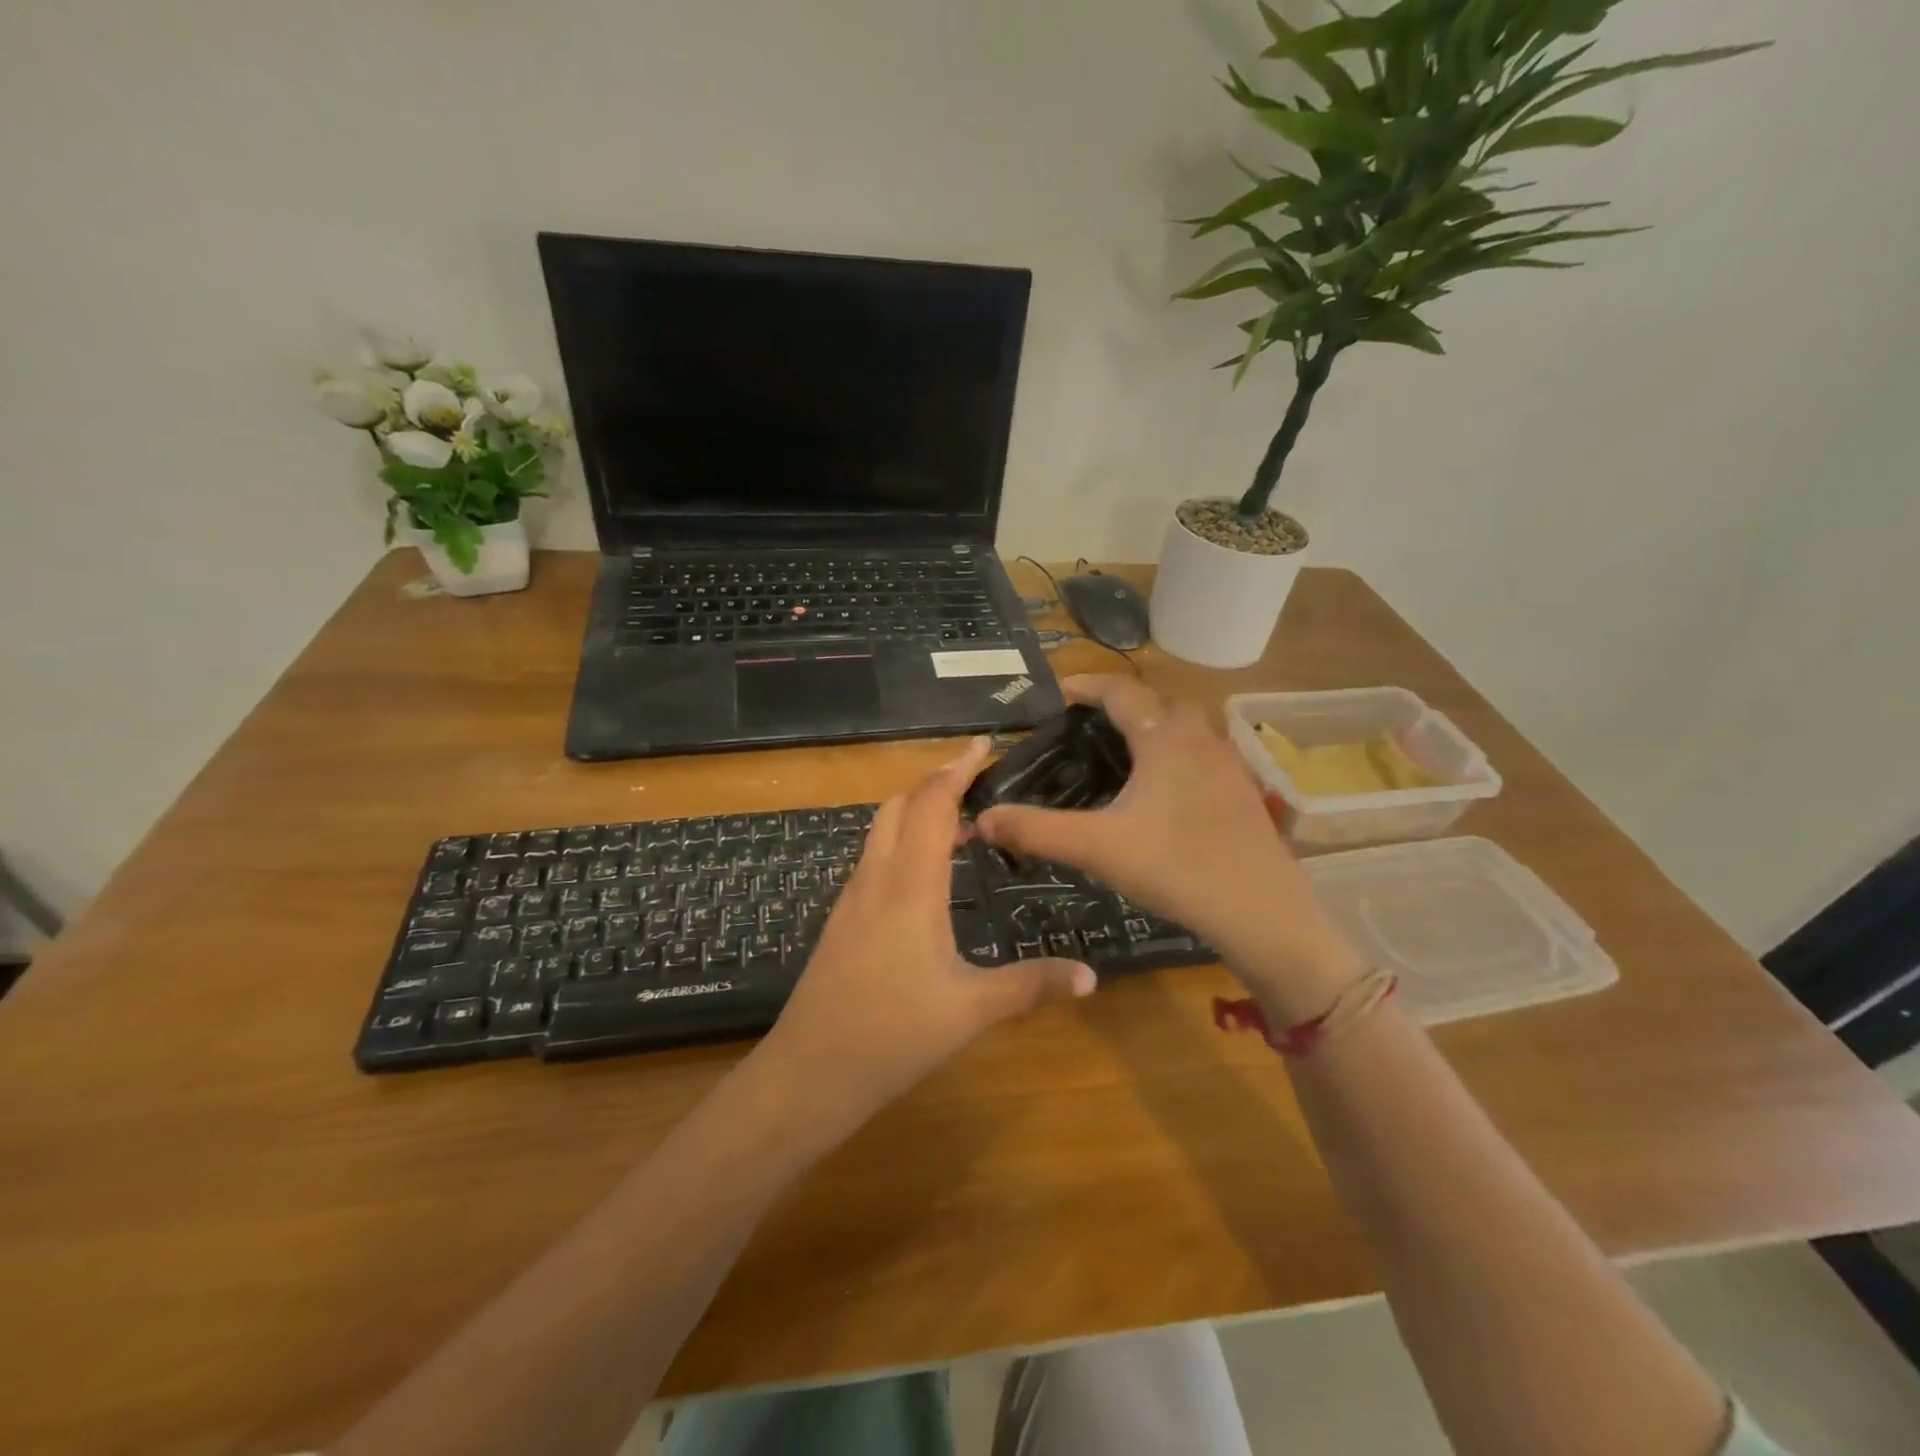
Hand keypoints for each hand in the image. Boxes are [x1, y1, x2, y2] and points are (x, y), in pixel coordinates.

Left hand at [757, 737, 1095, 1126]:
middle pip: (900, 805)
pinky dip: (902, 842)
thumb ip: (1030, 986)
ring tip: (960, 823)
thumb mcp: (970, 1011)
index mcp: (911, 884)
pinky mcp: (842, 919)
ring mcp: (853, 898)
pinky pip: (874, 859)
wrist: (808, 1071)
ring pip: (881, 830)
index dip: (957, 769)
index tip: (981, 743)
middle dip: (936, 782)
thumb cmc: (892, 1035)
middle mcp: (877, 877)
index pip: (932, 804)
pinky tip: (924, 874)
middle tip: (977, 779)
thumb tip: (1091, 976)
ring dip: (916, 811)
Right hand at [975, 677, 1362, 1020]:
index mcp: (1164, 739)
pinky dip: (1176, 754)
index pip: (1121, 691)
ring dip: (1154, 727)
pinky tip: (1163, 793)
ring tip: (1122, 755)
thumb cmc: (1177, 869)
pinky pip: (1203, 754)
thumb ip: (1037, 830)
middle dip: (1122, 703)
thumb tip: (982, 817)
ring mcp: (1228, 765)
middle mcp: (1200, 740)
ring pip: (1187, 727)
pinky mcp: (1243, 793)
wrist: (1263, 913)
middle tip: (1088, 725)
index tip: (1058, 692)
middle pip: (1159, 701)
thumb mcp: (1098, 848)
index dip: (1087, 685)